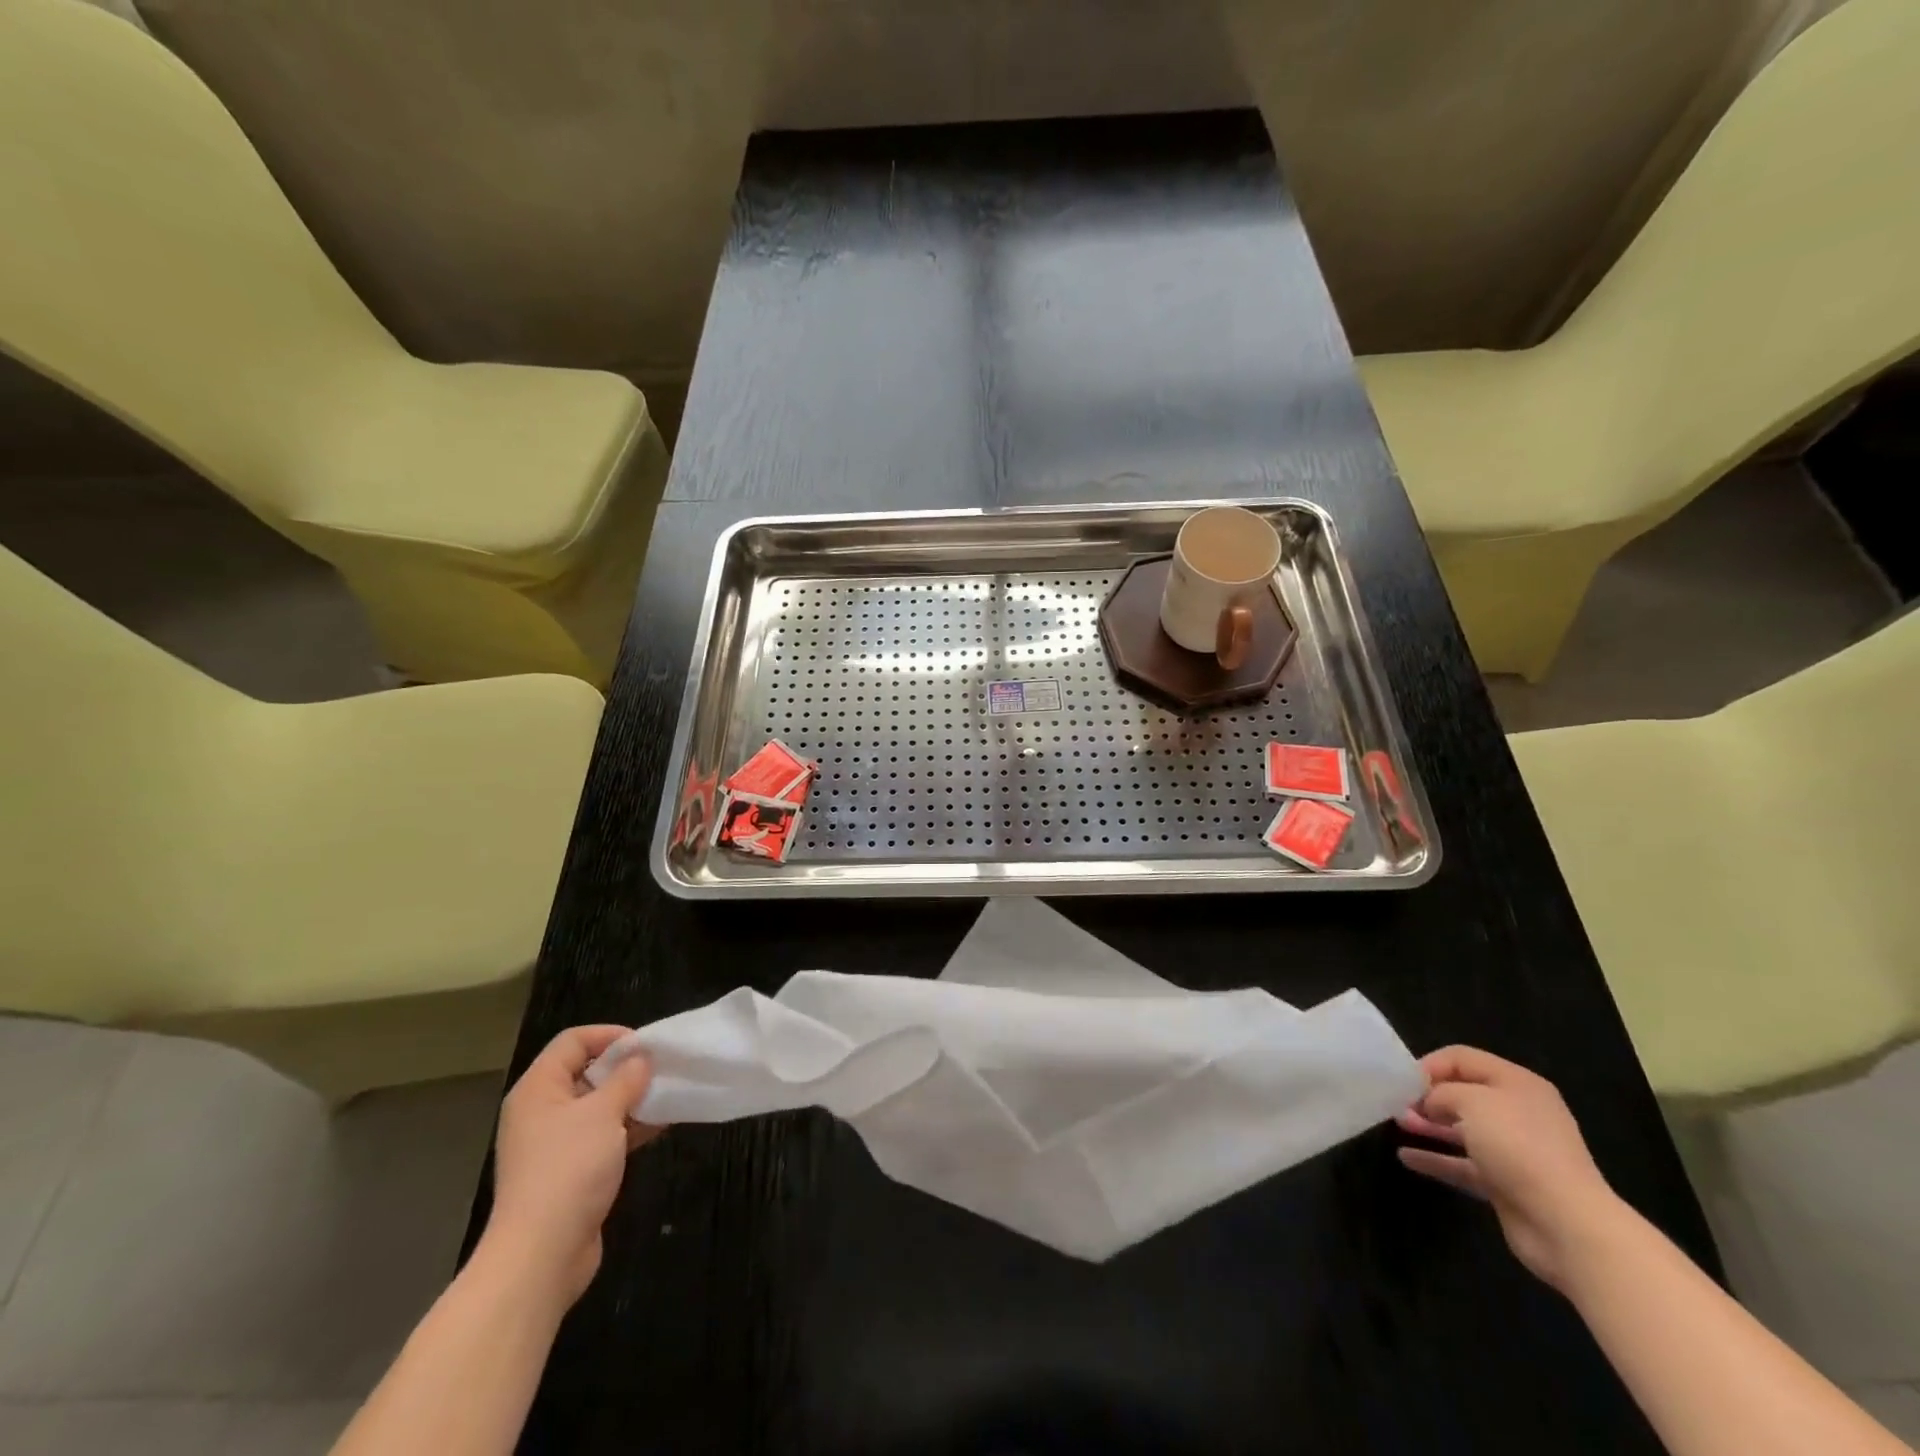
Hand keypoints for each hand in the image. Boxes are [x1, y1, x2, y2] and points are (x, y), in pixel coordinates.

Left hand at [483, 1026, 662, 1309]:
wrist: (542, 1255)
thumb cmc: (568, 1169)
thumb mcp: (603, 1113)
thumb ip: (627, 1078)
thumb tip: (641, 1058)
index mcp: (538, 1089)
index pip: (573, 1041)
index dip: (610, 1036)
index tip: (646, 1046)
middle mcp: (541, 1111)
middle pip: (586, 1071)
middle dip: (626, 1068)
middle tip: (661, 1069)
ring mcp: (554, 1144)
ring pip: (598, 1106)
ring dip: (632, 1099)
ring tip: (668, 1095)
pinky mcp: (570, 1172)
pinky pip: (602, 1135)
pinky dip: (629, 1127)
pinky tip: (660, 1125)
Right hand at [1396, 1045, 1628, 1291]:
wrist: (1566, 1224)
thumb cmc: (1518, 1147)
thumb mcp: (1471, 1102)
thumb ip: (1440, 1092)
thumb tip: (1427, 1102)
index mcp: (1517, 1084)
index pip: (1463, 1058)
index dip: (1430, 1064)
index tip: (1402, 1081)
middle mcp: (1517, 1112)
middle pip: (1463, 1093)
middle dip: (1427, 1096)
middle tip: (1397, 1103)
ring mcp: (1513, 1150)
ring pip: (1462, 1129)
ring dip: (1429, 1125)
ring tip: (1397, 1124)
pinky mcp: (1505, 1183)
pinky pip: (1463, 1163)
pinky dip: (1436, 1159)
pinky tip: (1406, 1158)